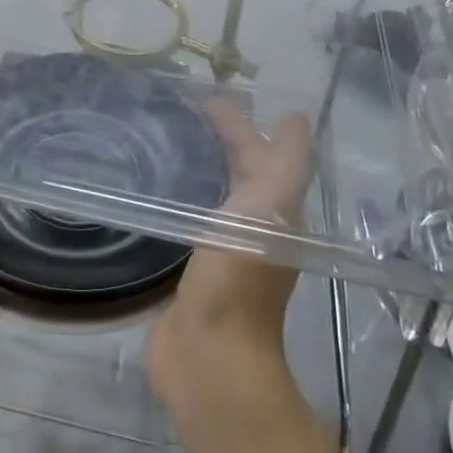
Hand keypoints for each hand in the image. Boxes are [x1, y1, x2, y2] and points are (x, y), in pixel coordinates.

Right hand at [148, 96, 314, 407]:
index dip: (239, 123)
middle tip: (183, 113)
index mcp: (274, 210)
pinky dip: (178, 200)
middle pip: (239, 172)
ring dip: (200, 169)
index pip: (259, 152)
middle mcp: (253, 227)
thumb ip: (286, 162)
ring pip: (214, 195)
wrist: (210, 354)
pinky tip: (154, 192)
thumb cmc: (239, 274)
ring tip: (168, 142)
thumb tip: (298, 117)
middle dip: (221, 141)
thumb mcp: (270, 206)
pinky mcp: (192, 269)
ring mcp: (222, 250)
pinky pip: (188, 221)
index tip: (206, 98)